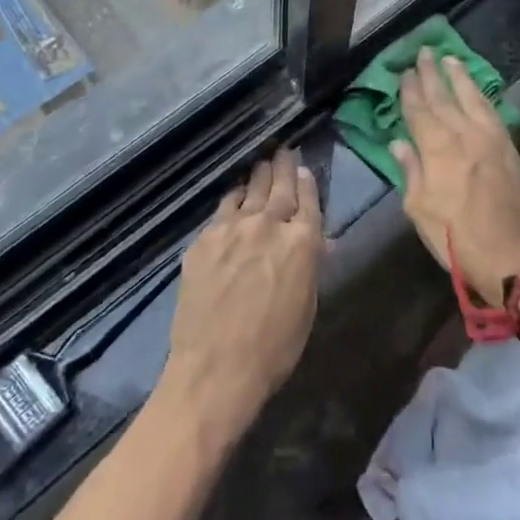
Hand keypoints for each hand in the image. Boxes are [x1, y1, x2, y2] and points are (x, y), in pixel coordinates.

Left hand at [162, 148, 321, 440]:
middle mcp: (269, 225)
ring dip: (257, 176)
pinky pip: (222, 210)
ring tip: (261, 164)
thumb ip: (310, 266)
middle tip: (283, 150)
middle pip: (278, 186)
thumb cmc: (274, 348)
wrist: (216, 368)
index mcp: (302, 242)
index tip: (303, 168)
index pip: (308, 200)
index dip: (306, 182)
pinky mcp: (204, 240)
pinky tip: (234, 197)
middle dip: (282, 166)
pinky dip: (233, 199)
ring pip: (248, 191)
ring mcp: (232, 229)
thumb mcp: (306, 307)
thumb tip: (316, 243)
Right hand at [393, 47, 519, 307]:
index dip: (411, 90)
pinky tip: (478, 91)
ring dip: (461, 78)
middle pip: (445, 97)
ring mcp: (492, 139)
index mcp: (438, 148)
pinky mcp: (511, 149)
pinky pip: (493, 113)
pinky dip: (482, 97)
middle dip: (433, 74)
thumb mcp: (419, 209)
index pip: (420, 110)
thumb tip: (399, 143)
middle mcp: (465, 134)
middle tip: (425, 52)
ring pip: (473, 98)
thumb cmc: (456, 238)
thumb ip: (410, 171)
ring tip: (451, 59)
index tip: (405, 71)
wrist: (512, 256)